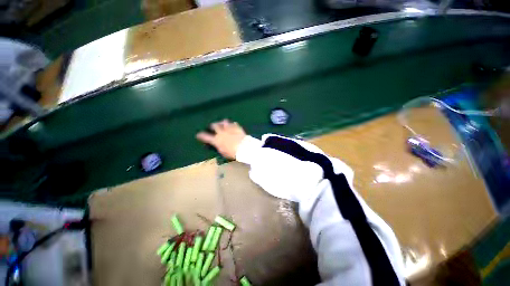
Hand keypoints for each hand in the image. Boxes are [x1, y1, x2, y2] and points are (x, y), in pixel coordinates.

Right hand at [196, 119, 246, 159]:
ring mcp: (229, 129)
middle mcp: (221, 132)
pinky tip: (233, 124)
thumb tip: (218, 145)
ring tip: (222, 123)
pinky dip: (232, 124)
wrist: (243, 147)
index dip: (201, 135)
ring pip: (224, 122)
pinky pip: (234, 124)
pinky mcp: (237, 128)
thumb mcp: (223, 152)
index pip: (206, 137)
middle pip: (215, 126)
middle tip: (211, 126)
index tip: (198, 134)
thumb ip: (219, 147)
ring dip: (222, 122)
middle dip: (212, 125)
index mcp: (216, 140)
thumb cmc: (232, 153)